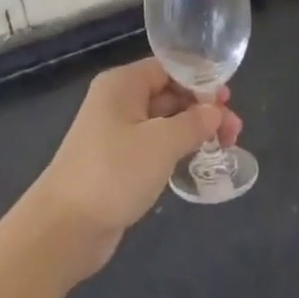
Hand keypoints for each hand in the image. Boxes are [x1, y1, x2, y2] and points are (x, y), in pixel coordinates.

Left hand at [26, 57, 243, 279]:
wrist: (64, 229)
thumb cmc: (113, 173)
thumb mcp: (162, 143)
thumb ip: (194, 123)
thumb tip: (216, 112)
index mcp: (123, 84)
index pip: (170, 68)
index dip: (201, 80)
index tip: (229, 100)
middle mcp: (119, 101)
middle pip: (169, 94)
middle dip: (203, 109)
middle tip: (234, 130)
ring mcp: (117, 133)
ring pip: (165, 121)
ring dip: (194, 130)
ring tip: (226, 146)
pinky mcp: (118, 162)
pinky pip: (155, 145)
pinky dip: (178, 149)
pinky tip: (198, 161)